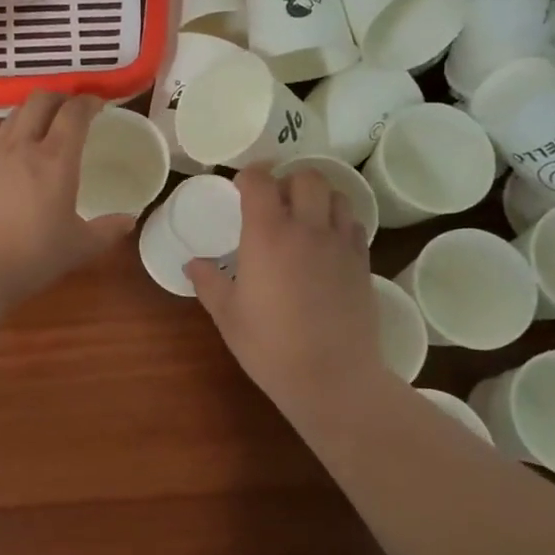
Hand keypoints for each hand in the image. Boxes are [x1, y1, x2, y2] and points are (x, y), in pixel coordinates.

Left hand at [0, 92, 137, 309]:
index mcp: (54, 160)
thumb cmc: (31, 258)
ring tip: (44, 128)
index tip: (99, 104)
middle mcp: (22, 149)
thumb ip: (107, 230)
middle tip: (72, 109)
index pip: (73, 113)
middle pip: (38, 101)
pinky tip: (18, 166)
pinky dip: (13, 140)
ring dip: (32, 112)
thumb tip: (128, 220)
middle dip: (59, 97)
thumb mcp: (79, 248)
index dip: (88, 101)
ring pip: (13, 117)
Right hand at [186, 167, 380, 418]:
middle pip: (306, 177)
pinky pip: (353, 223)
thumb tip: (192, 264)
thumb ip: (208, 283)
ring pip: (336, 194)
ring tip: (304, 218)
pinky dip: (338, 221)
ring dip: (318, 197)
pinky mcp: (362, 262)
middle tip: (274, 202)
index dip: (248, 177)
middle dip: (288, 180)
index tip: (240, 189)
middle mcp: (307, 228)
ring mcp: (340, 243)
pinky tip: (326, 244)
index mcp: (268, 235)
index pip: (260, 180)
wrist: (333, 378)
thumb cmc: (271, 347)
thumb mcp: (228, 316)